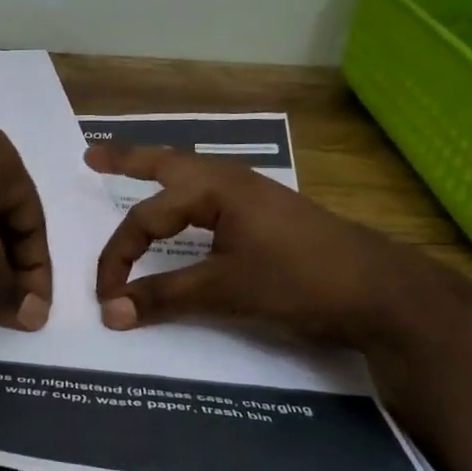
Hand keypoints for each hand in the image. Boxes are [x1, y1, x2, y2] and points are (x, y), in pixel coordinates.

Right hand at [86, 142, 415, 346]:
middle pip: (167, 163)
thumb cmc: (299, 281)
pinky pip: (211, 194)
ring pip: (191, 176)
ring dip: (158, 173)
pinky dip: (184, 195)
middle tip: (91, 158)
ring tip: (132, 170)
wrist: (380, 292)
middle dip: (128, 161)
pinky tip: (187, 208)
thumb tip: (110, 313)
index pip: (146, 218)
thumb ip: (164, 298)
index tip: (106, 298)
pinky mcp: (267, 214)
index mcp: (215, 187)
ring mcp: (253, 194)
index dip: (118, 257)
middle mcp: (231, 180)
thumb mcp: (225, 290)